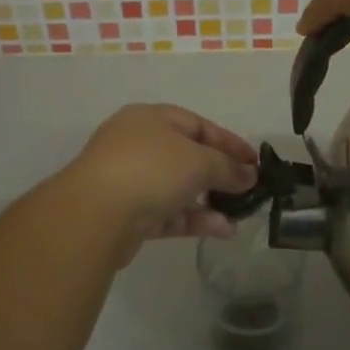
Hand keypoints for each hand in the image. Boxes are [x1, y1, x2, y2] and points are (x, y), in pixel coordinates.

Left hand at [61, 104, 258, 248]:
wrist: (95, 214)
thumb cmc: (150, 169)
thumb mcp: (199, 161)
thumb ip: (228, 168)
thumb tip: (250, 175)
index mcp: (150, 118)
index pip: (198, 125)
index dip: (229, 142)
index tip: (255, 162)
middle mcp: (137, 144)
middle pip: (188, 157)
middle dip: (220, 174)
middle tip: (249, 189)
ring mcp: (130, 180)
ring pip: (178, 188)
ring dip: (210, 201)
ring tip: (240, 215)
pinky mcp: (128, 214)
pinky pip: (168, 213)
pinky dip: (194, 219)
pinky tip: (222, 230)